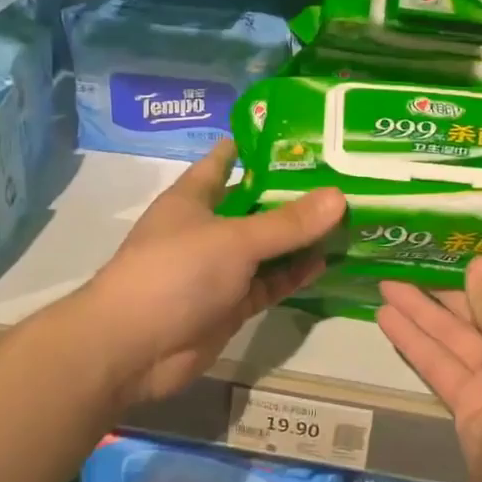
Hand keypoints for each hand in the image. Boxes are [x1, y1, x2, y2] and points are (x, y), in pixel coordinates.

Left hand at [82, 141, 344, 404]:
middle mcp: (206, 228)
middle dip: (292, 195)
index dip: (256, 147)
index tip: (298, 135)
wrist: (135, 347)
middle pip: (254, 205)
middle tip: (342, 177)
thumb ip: (287, 223)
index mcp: (193, 198)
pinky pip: (269, 283)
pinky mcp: (230, 304)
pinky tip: (327, 260)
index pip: (225, 161)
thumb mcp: (235, 240)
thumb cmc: (176, 272)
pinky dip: (294, 274)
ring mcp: (219, 269)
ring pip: (266, 248)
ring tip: (347, 218)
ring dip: (299, 238)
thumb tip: (339, 196)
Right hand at [377, 257, 481, 481]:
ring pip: (452, 340)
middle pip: (479, 317)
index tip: (450, 260)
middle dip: (442, 294)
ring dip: (419, 314)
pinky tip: (387, 320)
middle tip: (404, 266)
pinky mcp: (468, 409)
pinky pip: (439, 367)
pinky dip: (414, 344)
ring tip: (384, 285)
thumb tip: (481, 264)